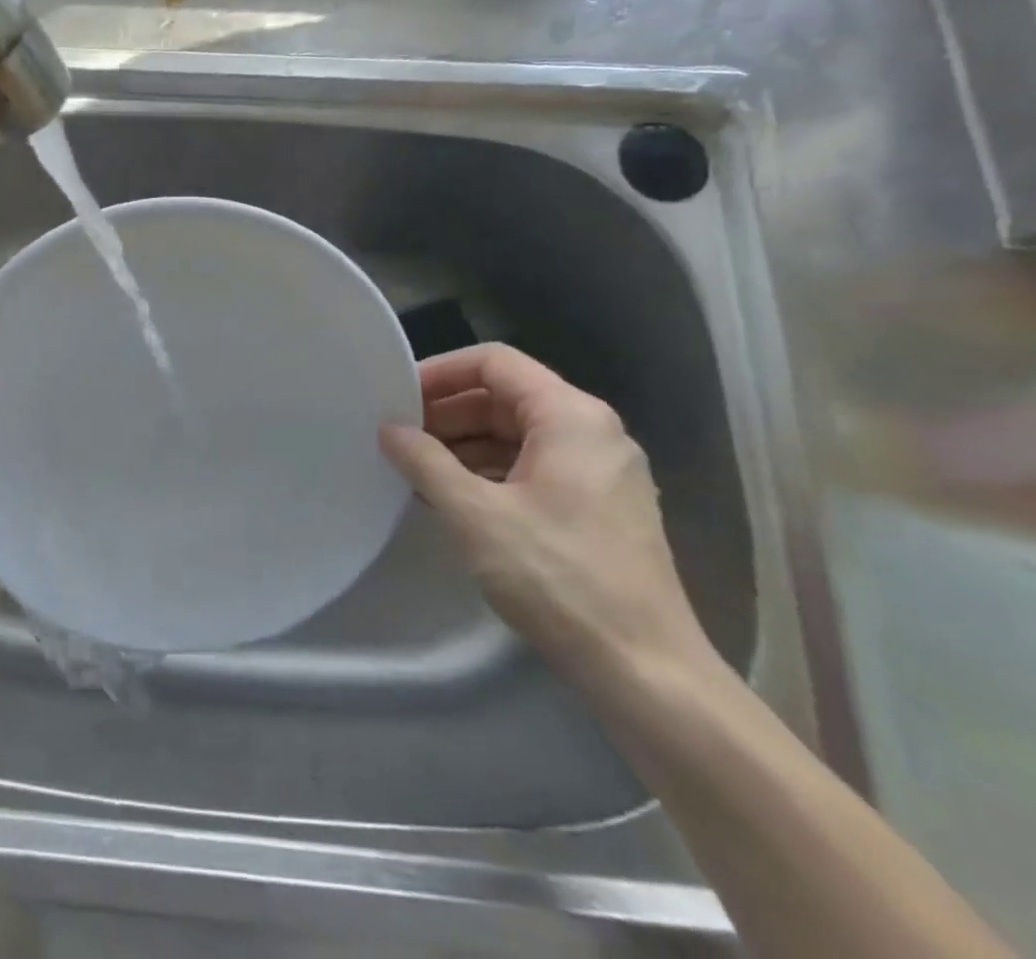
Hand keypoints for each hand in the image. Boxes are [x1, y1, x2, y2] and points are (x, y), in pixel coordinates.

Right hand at [379, 343, 716, 693]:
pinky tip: (452, 498)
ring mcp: (600, 471)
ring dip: (463, 445)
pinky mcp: (598, 508)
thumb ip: (425, 462)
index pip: (494, 362)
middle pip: (505, 398)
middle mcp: (592, 432)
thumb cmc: (558, 578)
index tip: (397, 397)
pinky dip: (489, 473)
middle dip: (448, 413)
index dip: (441, 372)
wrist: (646, 673)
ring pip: (517, 435)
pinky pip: (533, 468)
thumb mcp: (475, 515)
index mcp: (571, 416)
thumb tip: (389, 430)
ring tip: (415, 469)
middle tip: (398, 437)